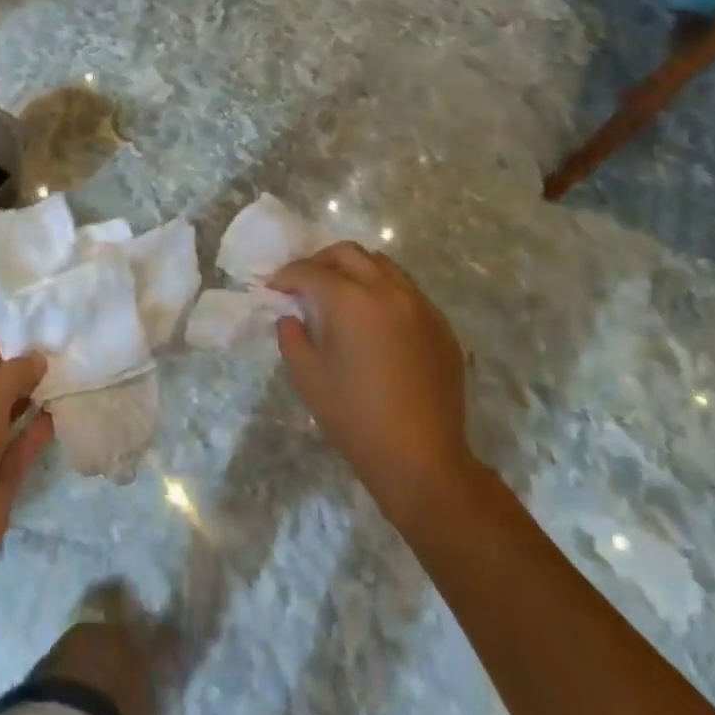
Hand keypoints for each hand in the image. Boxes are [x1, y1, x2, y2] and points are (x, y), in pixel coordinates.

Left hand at [0, 331, 52, 566]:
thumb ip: (10, 374)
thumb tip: (36, 358)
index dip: (1, 341)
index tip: (36, 335)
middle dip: (22, 367)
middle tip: (59, 354)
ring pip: (10, 409)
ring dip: (33, 394)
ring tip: (65, 377)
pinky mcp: (0, 469)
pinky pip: (23, 439)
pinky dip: (39, 425)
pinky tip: (60, 412)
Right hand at [269, 244, 476, 532]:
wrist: (423, 460)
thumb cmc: (356, 419)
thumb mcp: (308, 378)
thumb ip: (292, 337)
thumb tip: (292, 317)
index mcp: (351, 301)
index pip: (311, 272)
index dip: (286, 276)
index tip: (273, 287)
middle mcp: (388, 291)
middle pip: (348, 254)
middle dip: (320, 262)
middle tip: (304, 284)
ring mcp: (420, 305)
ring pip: (382, 265)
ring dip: (354, 270)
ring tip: (340, 294)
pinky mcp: (440, 325)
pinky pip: (407, 291)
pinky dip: (383, 291)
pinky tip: (374, 320)